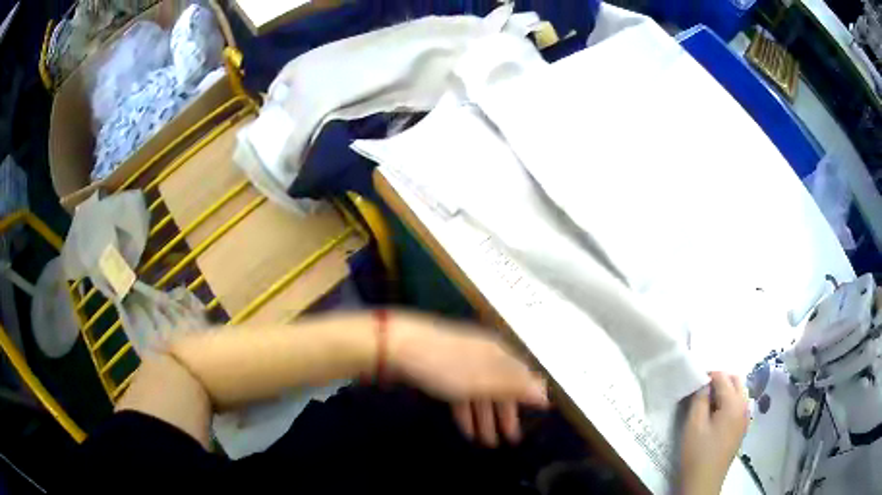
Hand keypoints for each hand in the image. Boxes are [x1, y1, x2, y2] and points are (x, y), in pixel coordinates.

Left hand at [389, 313, 549, 446]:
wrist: (399, 346)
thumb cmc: (447, 365)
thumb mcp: (484, 380)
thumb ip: (515, 387)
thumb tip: (546, 393)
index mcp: (499, 354)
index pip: (521, 377)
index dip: (528, 399)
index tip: (535, 418)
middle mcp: (485, 356)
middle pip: (501, 387)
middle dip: (505, 415)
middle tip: (510, 440)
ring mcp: (462, 363)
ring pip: (481, 394)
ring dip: (485, 418)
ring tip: (486, 443)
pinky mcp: (442, 371)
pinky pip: (462, 394)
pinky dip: (466, 412)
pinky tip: (466, 429)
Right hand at [681, 372, 749, 494]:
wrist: (704, 481)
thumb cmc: (698, 452)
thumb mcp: (694, 425)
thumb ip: (699, 399)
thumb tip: (703, 384)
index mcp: (733, 403)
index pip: (723, 377)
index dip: (708, 375)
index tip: (694, 382)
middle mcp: (744, 406)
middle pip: (735, 381)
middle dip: (720, 380)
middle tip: (701, 391)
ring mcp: (745, 418)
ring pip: (739, 392)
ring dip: (725, 391)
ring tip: (707, 403)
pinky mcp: (742, 428)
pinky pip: (739, 405)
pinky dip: (729, 403)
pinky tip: (716, 416)